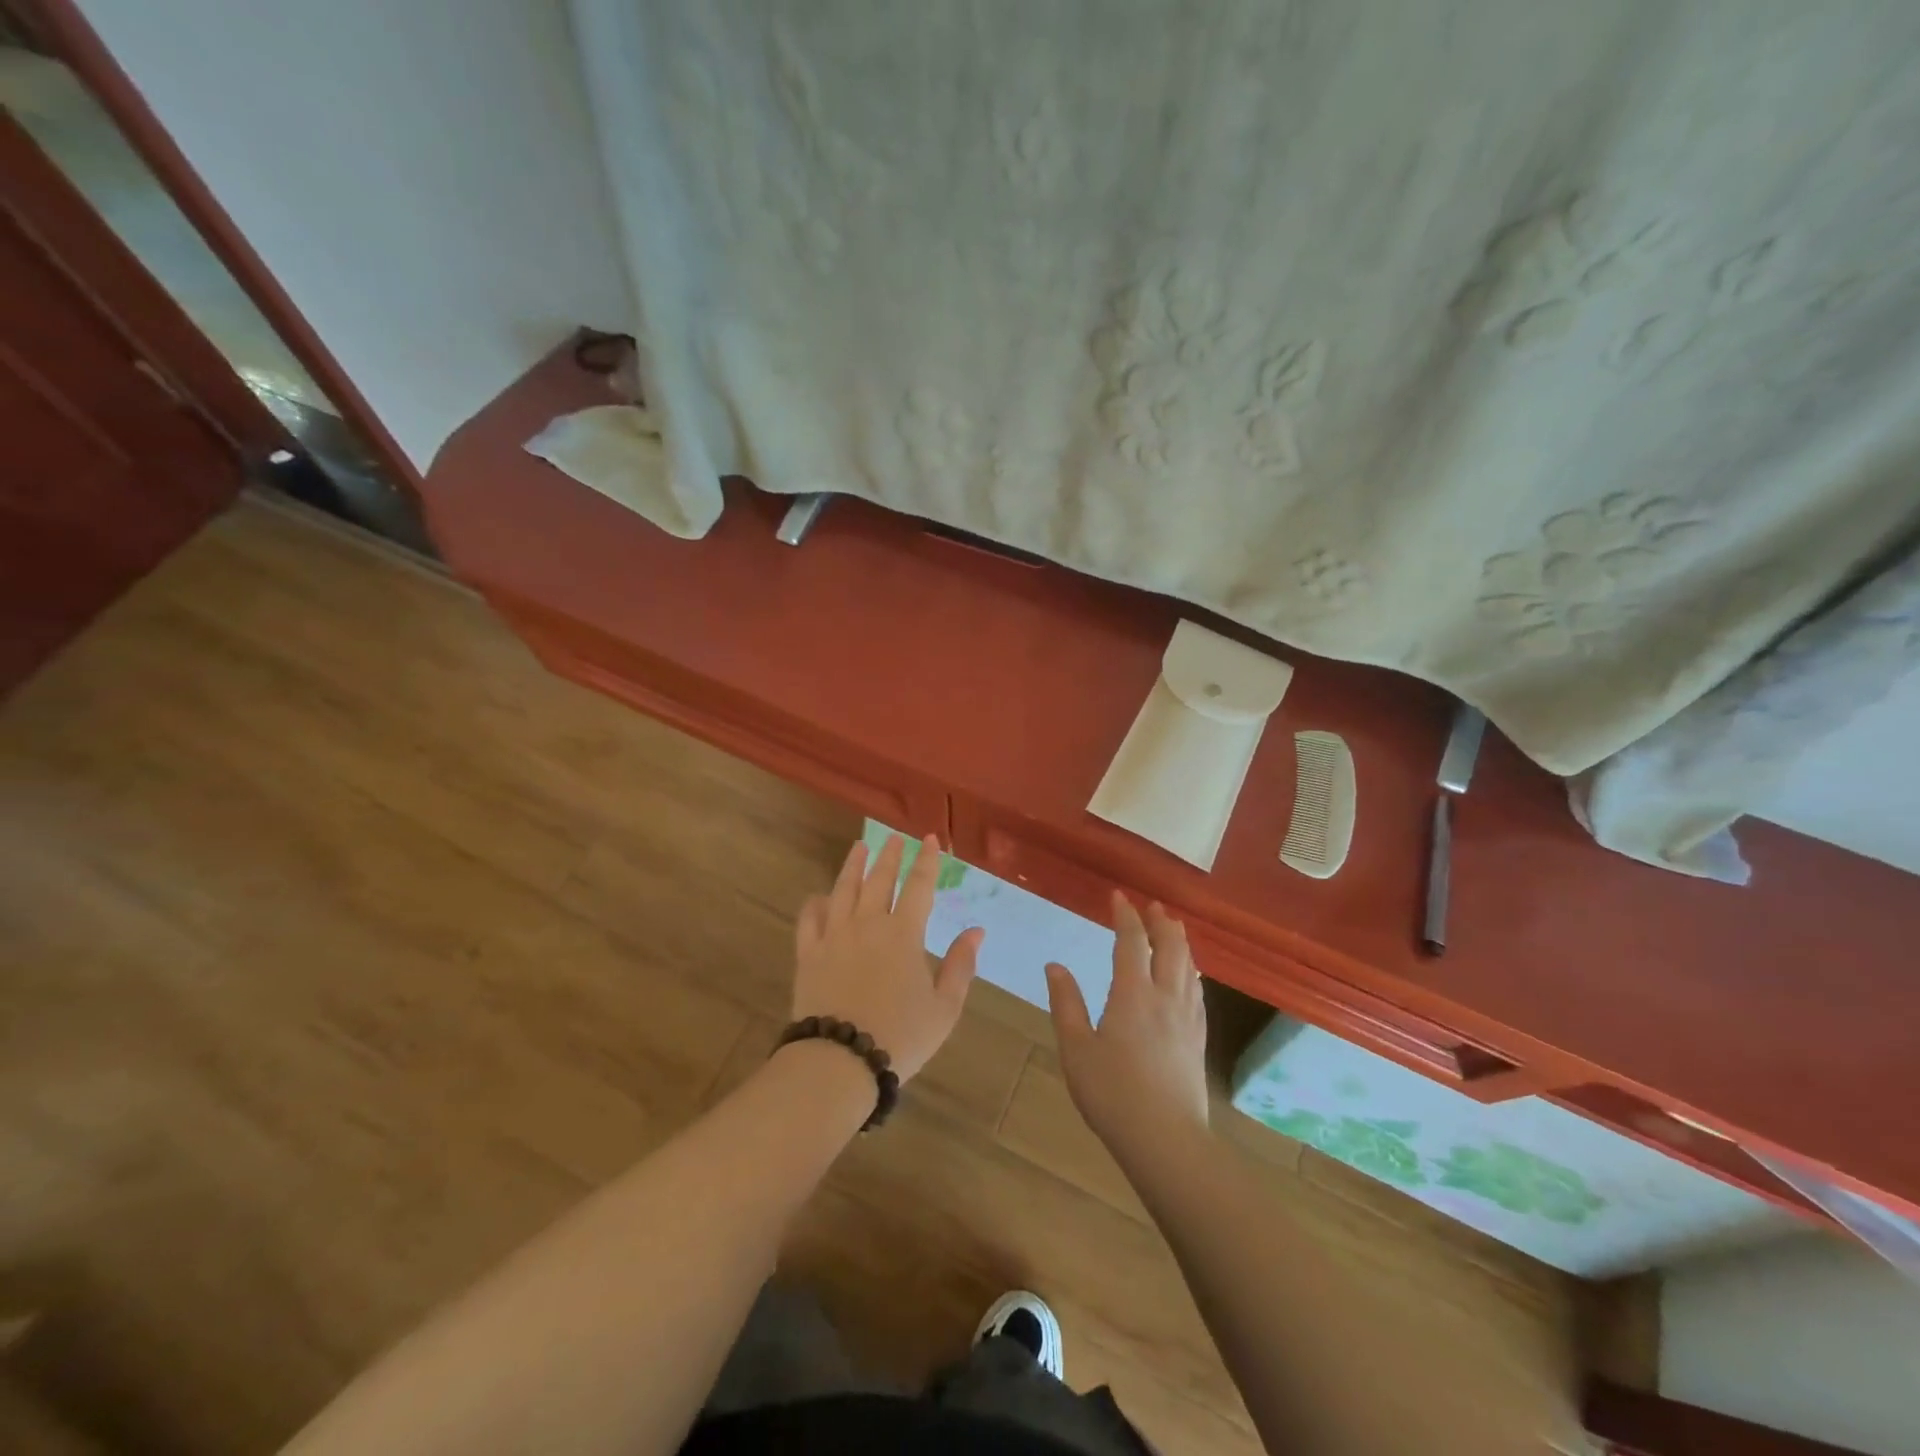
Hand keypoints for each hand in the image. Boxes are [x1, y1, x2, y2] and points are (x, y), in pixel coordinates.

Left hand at [792, 835, 983, 1082]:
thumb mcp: (944, 1007)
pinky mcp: (809, 954)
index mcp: (903, 934)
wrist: (840, 1060)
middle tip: (894, 838)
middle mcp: (867, 924)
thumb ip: (961, 965)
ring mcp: (834, 936)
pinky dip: (816, 903)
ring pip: (843, 890)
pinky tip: (820, 896)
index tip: (930, 839)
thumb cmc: (900, 1036)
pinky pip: (810, 919)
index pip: (919, 886)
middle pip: (879, 880)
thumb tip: (976, 931)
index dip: (927, 861)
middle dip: (889, 856)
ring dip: (853, 866)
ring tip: (859, 848)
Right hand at [1047, 893, 1208, 1159]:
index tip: (1118, 897)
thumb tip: (1055, 966)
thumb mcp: (1076, 1049)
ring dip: (1179, 942)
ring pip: (1188, 967)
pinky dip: (1191, 971)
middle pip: (1170, 947)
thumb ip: (1066, 1004)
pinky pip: (1197, 992)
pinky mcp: (1198, 1040)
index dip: (1125, 916)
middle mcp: (1165, 997)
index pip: (1131, 942)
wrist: (1165, 1141)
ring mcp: (1187, 1019)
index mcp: (1133, 994)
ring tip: (1172, 929)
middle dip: (1160, 922)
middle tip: (1152, 906)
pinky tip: (1189, 976)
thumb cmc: (1112, 1094)